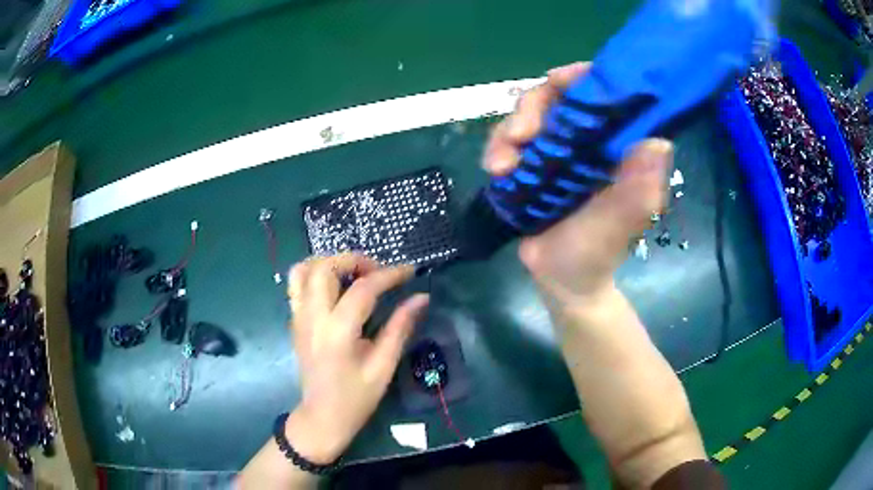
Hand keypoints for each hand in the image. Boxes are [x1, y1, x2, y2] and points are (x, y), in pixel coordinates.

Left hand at [285, 253, 428, 463]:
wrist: (322, 416)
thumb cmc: (356, 397)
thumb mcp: (383, 366)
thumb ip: (400, 328)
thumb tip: (420, 298)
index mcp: (338, 333)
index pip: (363, 289)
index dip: (389, 275)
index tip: (410, 271)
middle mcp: (312, 318)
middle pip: (324, 267)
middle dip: (354, 260)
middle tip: (377, 273)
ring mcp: (298, 317)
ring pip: (303, 269)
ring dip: (329, 262)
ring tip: (352, 274)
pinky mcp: (294, 320)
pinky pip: (297, 284)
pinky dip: (315, 274)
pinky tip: (335, 288)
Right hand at [484, 62, 672, 310]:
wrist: (562, 281)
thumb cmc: (597, 253)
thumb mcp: (620, 226)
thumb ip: (638, 191)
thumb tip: (659, 144)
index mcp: (614, 145)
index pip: (601, 94)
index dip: (580, 78)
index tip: (558, 81)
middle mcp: (586, 140)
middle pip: (555, 97)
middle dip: (532, 108)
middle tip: (521, 135)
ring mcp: (555, 150)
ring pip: (526, 116)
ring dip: (507, 132)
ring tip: (501, 166)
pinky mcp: (529, 164)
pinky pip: (507, 142)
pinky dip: (497, 149)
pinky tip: (496, 171)